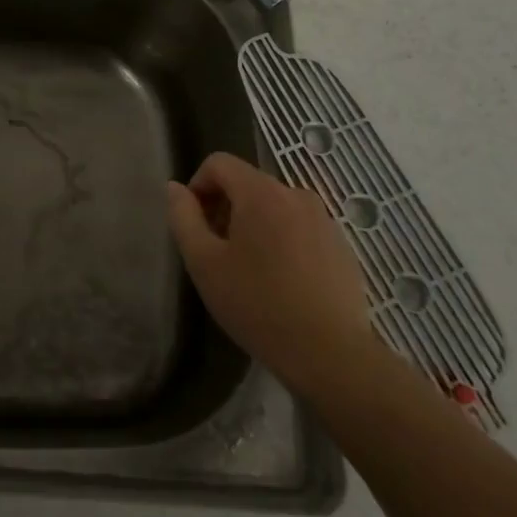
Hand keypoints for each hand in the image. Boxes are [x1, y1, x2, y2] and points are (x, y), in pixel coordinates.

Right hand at [166, 152, 374, 395]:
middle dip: (225, 208)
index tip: (195, 224)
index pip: (219, 163)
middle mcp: (296, 194)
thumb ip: (183, 217)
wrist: (330, 353)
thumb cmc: (257, 304)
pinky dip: (282, 240)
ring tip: (249, 270)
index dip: (198, 186)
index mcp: (261, 192)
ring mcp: (323, 219)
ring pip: (274, 206)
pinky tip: (281, 282)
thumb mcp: (204, 262)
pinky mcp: (341, 244)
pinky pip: (299, 227)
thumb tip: (175, 188)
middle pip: (247, 183)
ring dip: (253, 225)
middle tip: (217, 252)